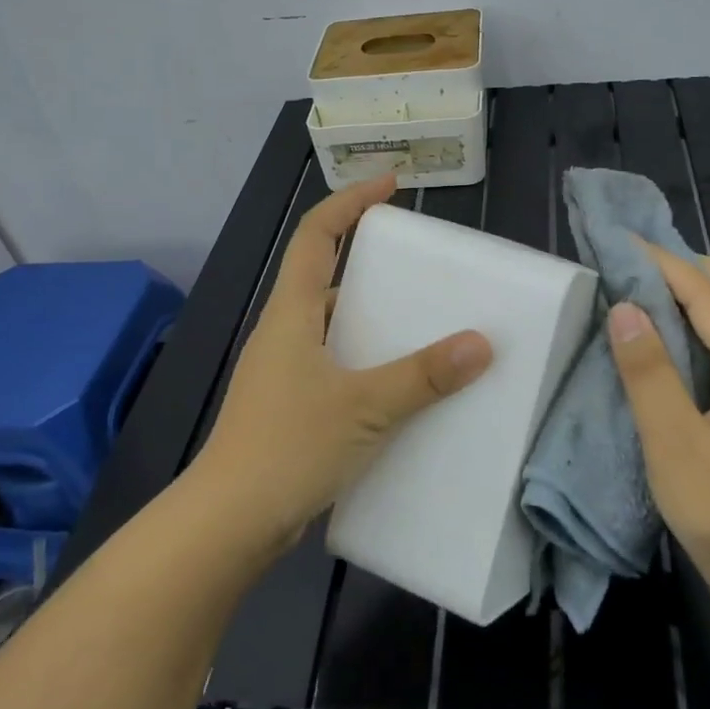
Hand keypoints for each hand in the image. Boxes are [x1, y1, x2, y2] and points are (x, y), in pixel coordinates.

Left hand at [190, 175, 492, 556]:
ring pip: (328, 326)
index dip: (349, 201)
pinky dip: (362, 362)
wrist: (229, 522)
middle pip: (322, 277)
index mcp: (291, 313)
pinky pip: (331, 365)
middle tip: (415, 270)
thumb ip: (423, 376)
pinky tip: (395, 388)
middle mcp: (283, 333)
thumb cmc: (289, 446)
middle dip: (367, 264)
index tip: (389, 185)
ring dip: (367, 319)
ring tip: (417, 327)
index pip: (315, 235)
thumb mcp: (365, 407)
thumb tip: (480, 344)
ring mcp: (281, 372)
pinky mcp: (287, 407)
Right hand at [609, 242, 709, 653]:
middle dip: (692, 267)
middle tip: (641, 258)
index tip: (623, 240)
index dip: (665, 264)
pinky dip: (706, 324)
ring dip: (702, 293)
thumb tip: (625, 307)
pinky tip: (675, 338)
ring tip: (652, 287)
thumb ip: (649, 374)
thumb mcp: (676, 446)